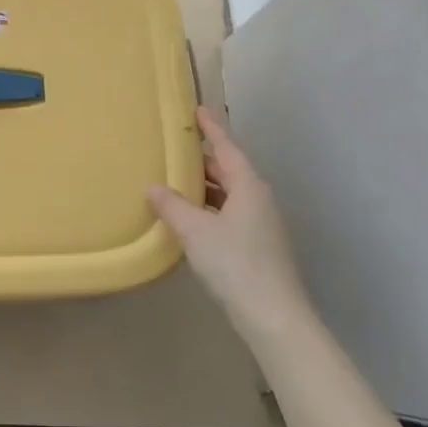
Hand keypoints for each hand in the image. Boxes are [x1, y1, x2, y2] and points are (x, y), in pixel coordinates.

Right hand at [148, 108, 309, 339]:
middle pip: (229, 169)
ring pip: (230, 193)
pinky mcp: (259, 246)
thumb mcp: (195, 231)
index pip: (227, 147)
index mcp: (248, 186)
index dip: (211, 128)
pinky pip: (231, 213)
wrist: (274, 317)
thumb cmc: (235, 263)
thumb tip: (153, 187)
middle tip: (175, 149)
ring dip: (205, 186)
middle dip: (203, 159)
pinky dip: (210, 208)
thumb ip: (172, 205)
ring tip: (176, 181)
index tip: (198, 109)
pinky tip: (191, 219)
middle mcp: (259, 199)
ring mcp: (262, 224)